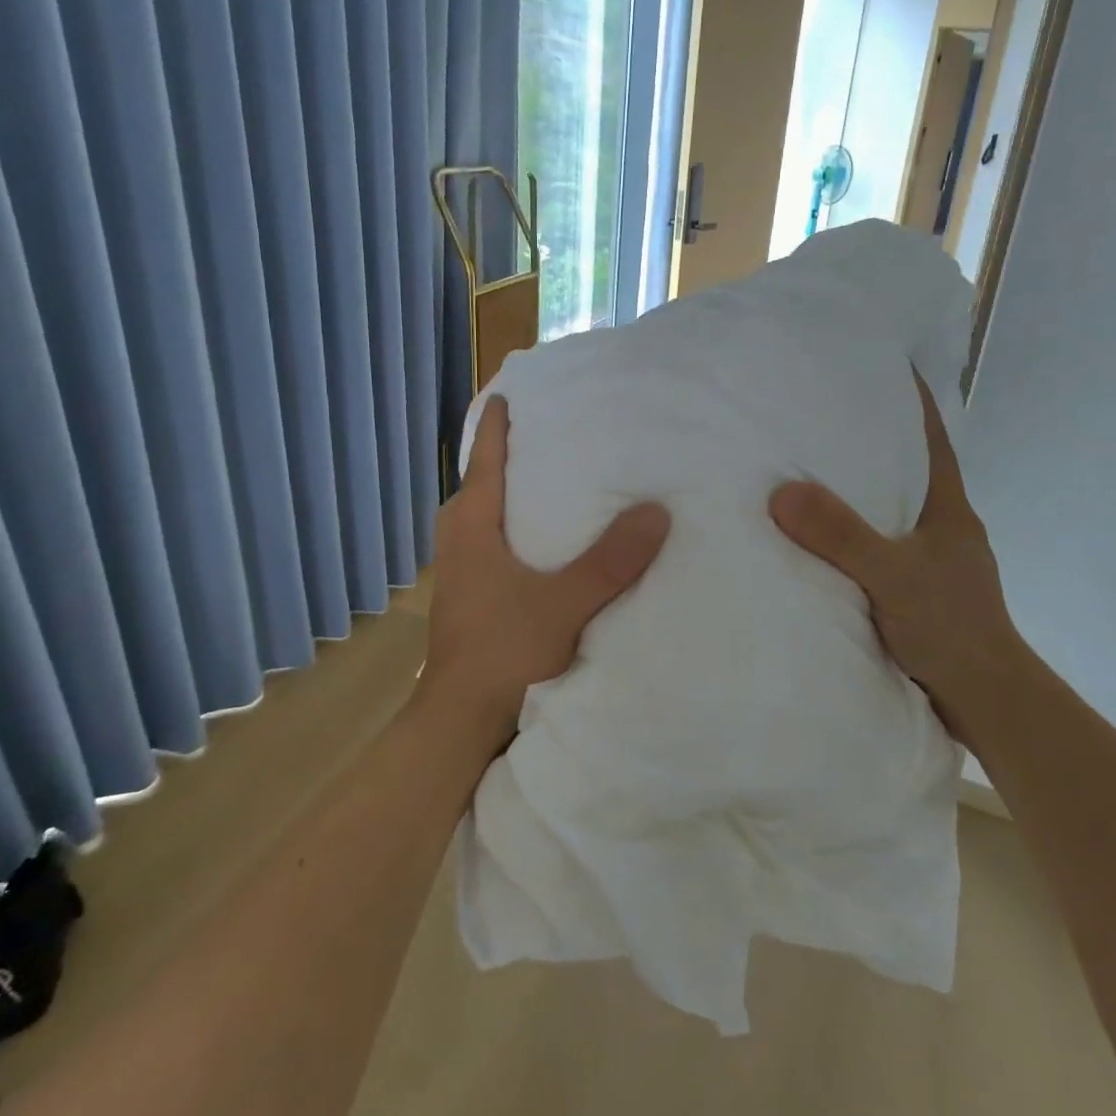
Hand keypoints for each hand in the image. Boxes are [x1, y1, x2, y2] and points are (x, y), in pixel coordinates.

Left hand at [418, 396, 670, 765]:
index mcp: (472, 527)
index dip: (496, 426)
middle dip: (502, 458)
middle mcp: (457, 543)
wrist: (459, 721)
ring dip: (505, 498)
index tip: (509, 394)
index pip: (484, 461)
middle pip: (477, 486)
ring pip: (480, 520)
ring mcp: (458, 574)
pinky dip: (509, 532)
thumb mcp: (564, 603)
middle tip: (542, 438)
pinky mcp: (466, 601)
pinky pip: (487, 547)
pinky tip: (539, 547)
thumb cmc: (504, 651)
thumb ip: (610, 561)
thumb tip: (657, 512)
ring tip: (545, 486)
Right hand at [769, 372, 1024, 752]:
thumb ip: (841, 535)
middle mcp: (944, 526)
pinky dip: (854, 536)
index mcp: (948, 508)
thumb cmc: (950, 628)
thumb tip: (782, 491)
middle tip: (819, 418)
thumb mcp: (891, 575)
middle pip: (908, 469)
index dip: (909, 399)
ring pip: (892, 511)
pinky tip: (821, 542)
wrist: (985, 701)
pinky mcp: (920, 592)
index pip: (930, 437)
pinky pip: (880, 547)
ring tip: (809, 475)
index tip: (879, 364)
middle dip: (872, 442)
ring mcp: (934, 561)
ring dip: (860, 494)